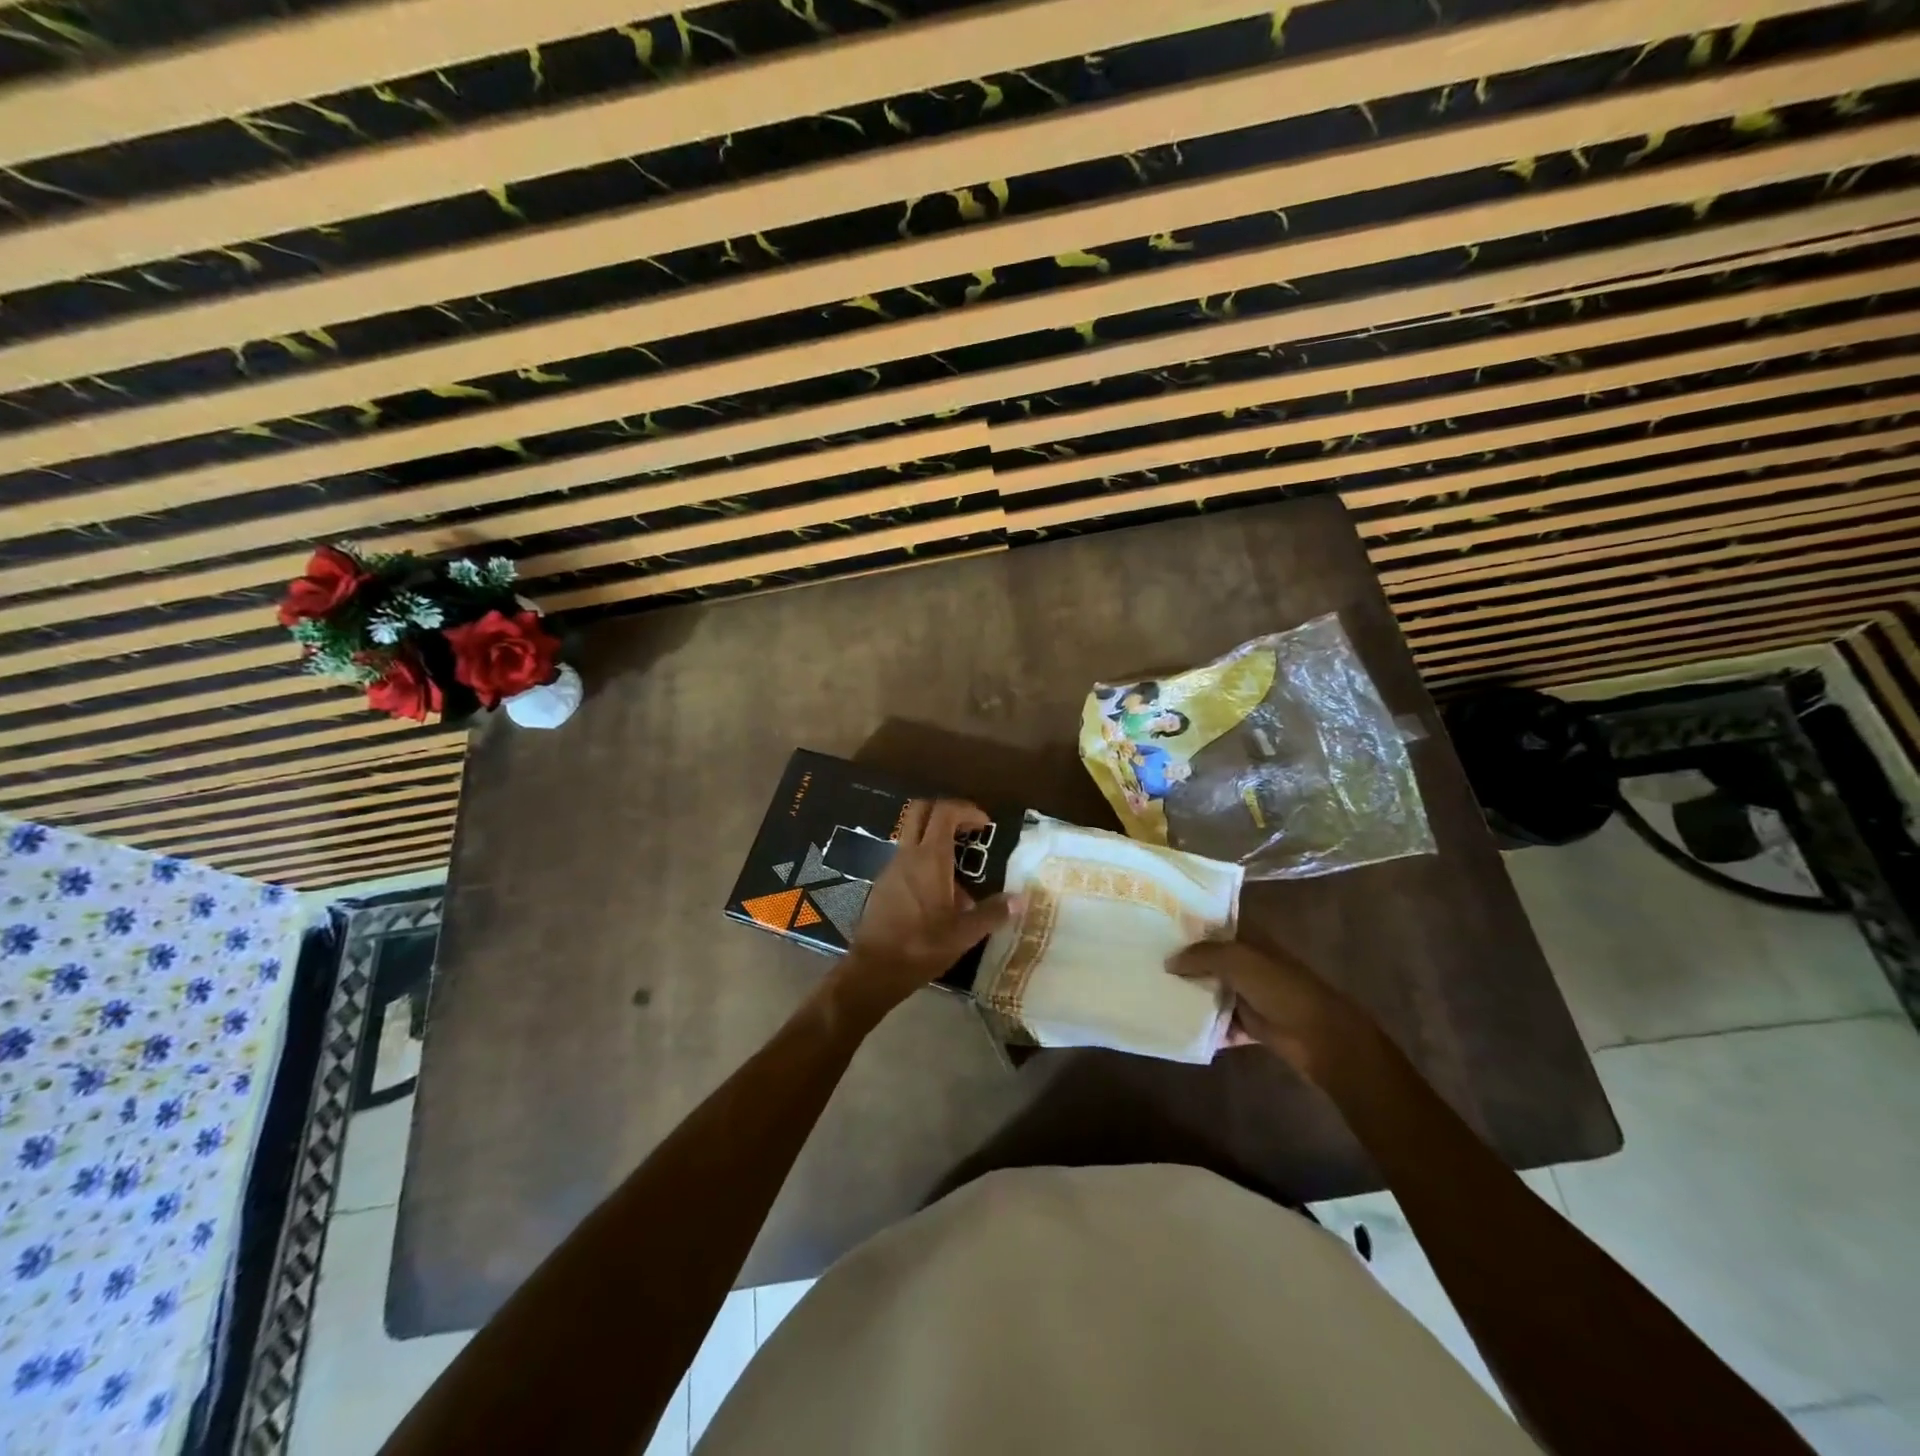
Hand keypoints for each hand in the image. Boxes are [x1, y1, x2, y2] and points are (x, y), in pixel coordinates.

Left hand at [831, 800, 1014, 1015]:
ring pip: (912, 835)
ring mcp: (891, 868)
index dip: (966, 809)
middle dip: (946, 812)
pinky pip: (906, 859)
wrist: (874, 970)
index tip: (984, 824)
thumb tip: (1020, 899)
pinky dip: (924, 862)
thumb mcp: (964, 934)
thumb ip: (993, 913)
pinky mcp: (883, 884)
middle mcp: (907, 855)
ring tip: (960, 871)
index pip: (944, 812)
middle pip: (921, 810)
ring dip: (936, 839)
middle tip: (968, 829)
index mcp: (929, 858)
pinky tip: (939, 895)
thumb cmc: (921, 946)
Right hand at [1169, 940, 1372, 1079]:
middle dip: (1181, 961)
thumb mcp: (1237, 960)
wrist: (1320, 1036)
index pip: (1213, 924)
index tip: (1153, 925)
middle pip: (1208, 958)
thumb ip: (1201, 955)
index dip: (1187, 924)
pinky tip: (1176, 1026)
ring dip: (1190, 994)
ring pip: (1212, 990)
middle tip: (1144, 960)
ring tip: (1153, 994)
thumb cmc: (1280, 988)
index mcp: (1248, 938)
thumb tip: (1168, 961)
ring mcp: (1249, 993)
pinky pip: (1220, 1022)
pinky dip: (1204, 1026)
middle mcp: (1247, 962)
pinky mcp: (1250, 1023)